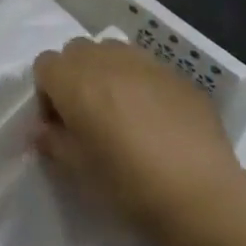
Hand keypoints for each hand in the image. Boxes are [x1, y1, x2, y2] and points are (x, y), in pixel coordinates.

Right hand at [33, 37, 245, 245]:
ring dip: (107, 73)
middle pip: (76, 51)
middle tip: (88, 116)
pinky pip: (147, 68)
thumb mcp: (78, 168)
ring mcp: (145, 62)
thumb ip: (53, 141)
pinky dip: (142, 84)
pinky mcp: (178, 74)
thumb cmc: (128, 183)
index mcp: (74, 80)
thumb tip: (43, 130)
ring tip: (122, 112)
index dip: (46, 94)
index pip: (44, 65)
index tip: (60, 126)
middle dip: (75, 77)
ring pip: (112, 52)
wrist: (202, 194)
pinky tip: (157, 120)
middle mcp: (106, 59)